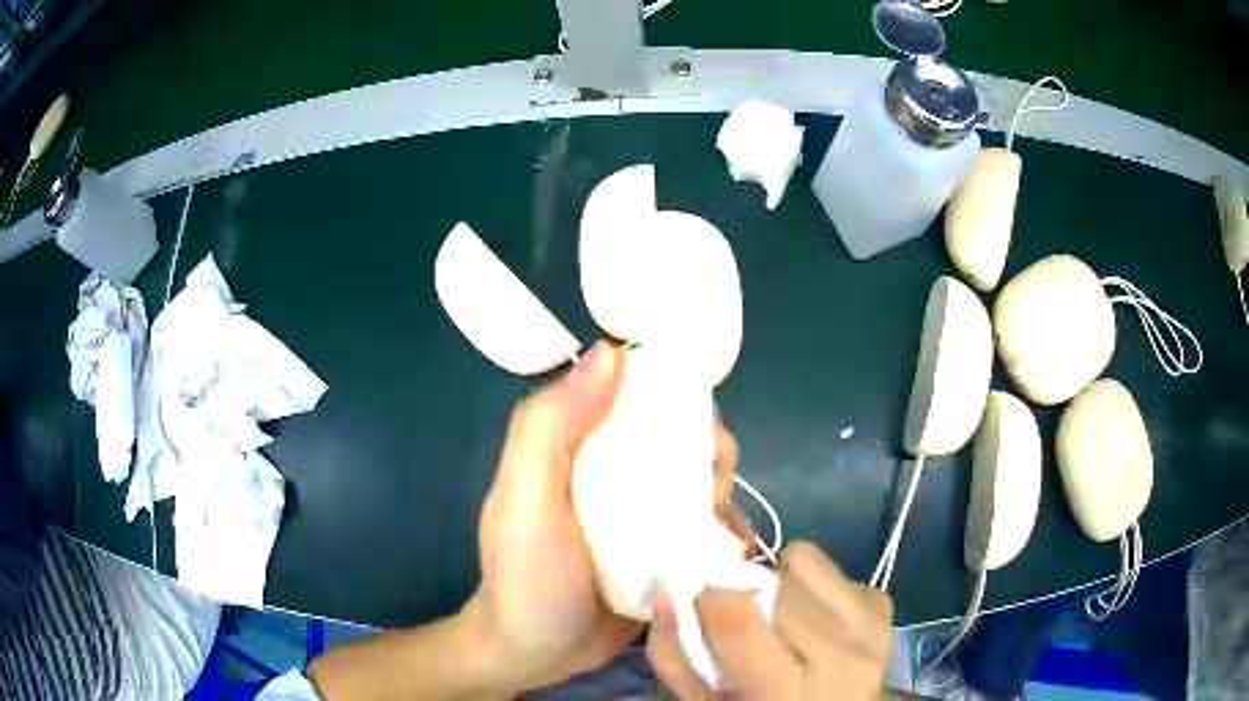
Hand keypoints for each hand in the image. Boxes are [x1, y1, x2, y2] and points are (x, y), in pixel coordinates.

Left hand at [464, 341, 746, 693]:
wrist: (539, 654)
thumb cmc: (527, 573)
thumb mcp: (525, 495)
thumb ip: (551, 426)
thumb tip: (611, 352)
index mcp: (581, 443)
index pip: (639, 394)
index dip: (674, 393)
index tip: (694, 420)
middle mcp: (617, 470)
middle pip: (683, 437)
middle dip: (707, 453)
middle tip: (703, 493)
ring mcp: (646, 514)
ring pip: (703, 481)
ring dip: (720, 495)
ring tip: (710, 532)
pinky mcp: (668, 551)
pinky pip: (709, 527)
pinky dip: (725, 531)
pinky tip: (726, 552)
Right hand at [647, 542, 892, 699]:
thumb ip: (675, 653)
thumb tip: (665, 586)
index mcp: (785, 691)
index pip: (738, 621)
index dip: (707, 595)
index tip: (695, 595)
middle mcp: (840, 654)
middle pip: (771, 585)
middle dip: (744, 592)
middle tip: (740, 620)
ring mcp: (870, 627)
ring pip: (803, 562)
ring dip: (780, 583)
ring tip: (780, 620)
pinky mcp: (884, 608)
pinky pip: (836, 570)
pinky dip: (814, 587)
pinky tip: (813, 621)